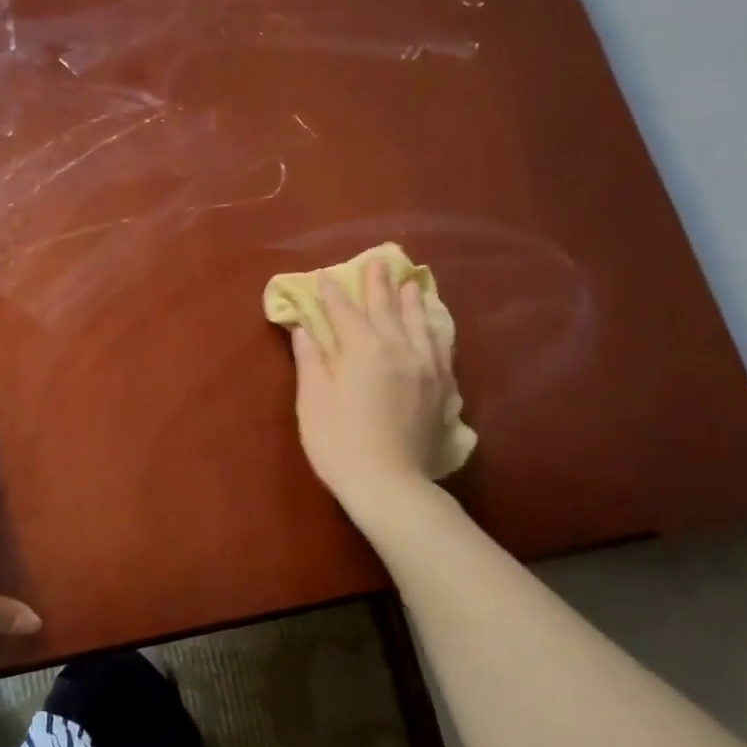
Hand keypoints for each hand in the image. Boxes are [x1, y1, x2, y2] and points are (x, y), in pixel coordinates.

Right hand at [287, 258, 454, 515]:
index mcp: (364, 349)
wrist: (389, 484)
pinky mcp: (442, 390)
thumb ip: (310, 360)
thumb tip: (304, 329)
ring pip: (421, 324)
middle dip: (378, 285)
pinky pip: (442, 350)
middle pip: (387, 309)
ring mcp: (426, 368)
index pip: (345, 313)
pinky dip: (436, 331)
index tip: (326, 277)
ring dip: (413, 302)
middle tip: (378, 262)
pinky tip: (435, 329)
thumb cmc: (338, 442)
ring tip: (412, 284)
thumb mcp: (313, 401)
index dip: (333, 294)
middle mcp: (400, 349)